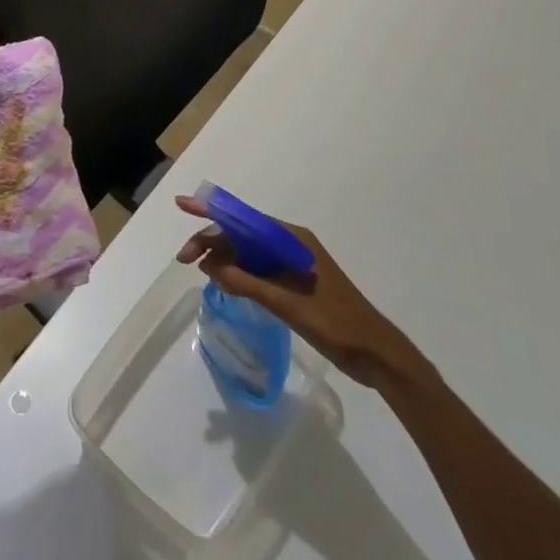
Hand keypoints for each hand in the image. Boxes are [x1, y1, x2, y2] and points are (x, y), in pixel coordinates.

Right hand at [175, 195, 433, 391]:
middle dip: (212, 242)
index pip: (242, 218)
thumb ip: (247, 284)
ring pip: (248, 252)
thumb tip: (210, 266)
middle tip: (186, 260)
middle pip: (242, 234)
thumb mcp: (288, 305)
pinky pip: (258, 268)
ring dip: (224, 259)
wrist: (378, 354)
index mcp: (291, 238)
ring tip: (201, 272)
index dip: (210, 211)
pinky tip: (225, 284)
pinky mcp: (295, 282)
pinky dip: (239, 273)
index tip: (182, 205)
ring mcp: (293, 263)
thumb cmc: (336, 324)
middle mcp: (290, 244)